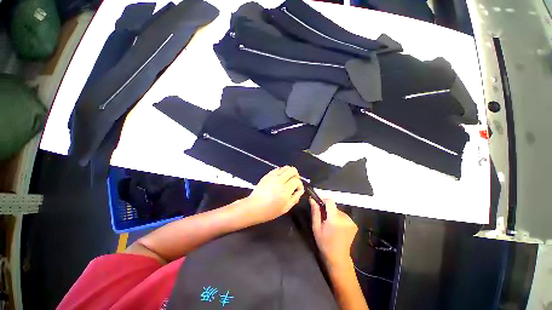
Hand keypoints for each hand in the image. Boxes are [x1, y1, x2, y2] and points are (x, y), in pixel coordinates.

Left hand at [243, 166, 304, 223]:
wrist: (253, 207)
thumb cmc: (270, 211)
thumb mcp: (285, 208)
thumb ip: (295, 198)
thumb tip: (300, 190)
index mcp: (285, 190)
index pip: (297, 180)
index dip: (300, 185)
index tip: (297, 190)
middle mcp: (279, 180)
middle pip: (292, 170)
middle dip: (296, 175)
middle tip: (294, 182)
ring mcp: (272, 176)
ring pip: (285, 167)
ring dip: (289, 172)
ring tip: (288, 180)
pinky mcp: (267, 175)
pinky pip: (277, 169)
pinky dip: (282, 172)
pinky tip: (280, 179)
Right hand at [310, 198, 357, 267]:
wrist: (338, 257)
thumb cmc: (324, 243)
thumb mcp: (316, 227)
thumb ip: (315, 212)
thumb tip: (312, 199)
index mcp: (335, 219)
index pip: (330, 201)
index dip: (323, 200)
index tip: (317, 203)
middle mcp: (345, 218)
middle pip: (333, 206)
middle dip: (327, 209)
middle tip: (322, 218)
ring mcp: (351, 221)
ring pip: (338, 211)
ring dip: (332, 214)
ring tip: (329, 224)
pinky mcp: (354, 224)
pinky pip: (343, 216)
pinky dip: (338, 218)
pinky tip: (336, 227)